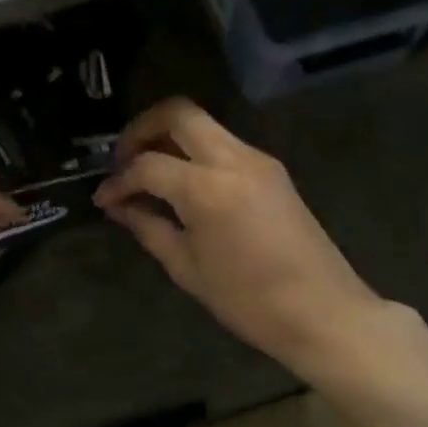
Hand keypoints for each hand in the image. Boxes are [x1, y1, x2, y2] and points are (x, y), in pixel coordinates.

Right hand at [93, 98, 404, 380]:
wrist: (323, 312)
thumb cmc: (248, 301)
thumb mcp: (187, 268)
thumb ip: (148, 227)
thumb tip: (119, 206)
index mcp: (208, 188)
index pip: (148, 165)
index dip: (119, 181)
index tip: (104, 200)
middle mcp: (234, 159)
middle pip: (178, 113)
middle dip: (142, 129)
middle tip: (124, 160)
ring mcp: (258, 160)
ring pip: (203, 124)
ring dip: (170, 137)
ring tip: (148, 172)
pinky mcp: (272, 170)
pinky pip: (223, 144)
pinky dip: (195, 152)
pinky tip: (182, 184)